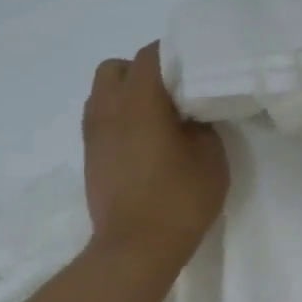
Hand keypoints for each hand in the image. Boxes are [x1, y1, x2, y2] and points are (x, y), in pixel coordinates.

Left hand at [82, 43, 228, 270]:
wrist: (136, 247)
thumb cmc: (179, 199)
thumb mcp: (211, 156)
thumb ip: (201, 123)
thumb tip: (190, 112)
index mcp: (139, 102)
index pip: (152, 55)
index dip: (177, 55)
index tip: (200, 68)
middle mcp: (108, 109)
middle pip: (119, 67)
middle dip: (147, 71)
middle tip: (177, 93)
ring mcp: (93, 133)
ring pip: (105, 92)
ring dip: (131, 94)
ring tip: (162, 117)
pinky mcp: (91, 154)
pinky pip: (103, 117)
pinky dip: (122, 116)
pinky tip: (148, 139)